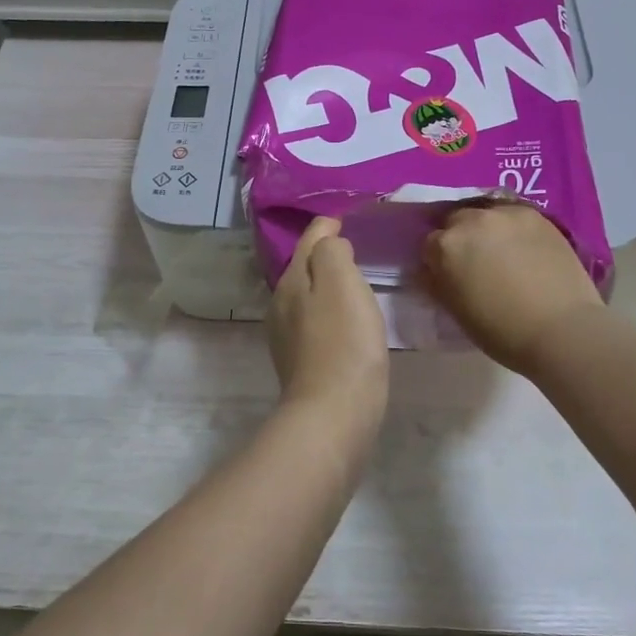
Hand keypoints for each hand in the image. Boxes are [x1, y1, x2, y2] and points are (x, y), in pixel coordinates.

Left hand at [268, 217, 388, 422]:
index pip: (309, 240)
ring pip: (307, 296)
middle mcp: (281, 304)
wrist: (333, 414)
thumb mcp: (341, 281)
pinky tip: (346, 324)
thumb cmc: (344, 341)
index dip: (328, 226)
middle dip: (325, 256)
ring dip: (327, 286)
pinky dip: (329, 314)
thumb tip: (329, 242)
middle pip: (304, 267)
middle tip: (354, 250)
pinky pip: (314, 323)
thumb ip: (332, 252)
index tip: (348, 221)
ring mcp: (286, 336)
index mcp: (291, 280)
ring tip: (352, 285)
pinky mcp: (299, 363)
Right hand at [421, 204, 604, 375]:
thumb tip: (430, 269)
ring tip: (499, 250)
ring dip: (485, 228)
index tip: (448, 273)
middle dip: (459, 237)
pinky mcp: (535, 215)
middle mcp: (472, 220)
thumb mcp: (455, 310)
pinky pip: (512, 214)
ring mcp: (506, 214)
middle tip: (474, 261)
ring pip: (484, 213)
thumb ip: (437, 282)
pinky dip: (511, 227)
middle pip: (455, 220)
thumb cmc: (502, 330)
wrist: (562, 330)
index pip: (429, 243)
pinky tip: (522, 246)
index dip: (437, 260)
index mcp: (446, 246)